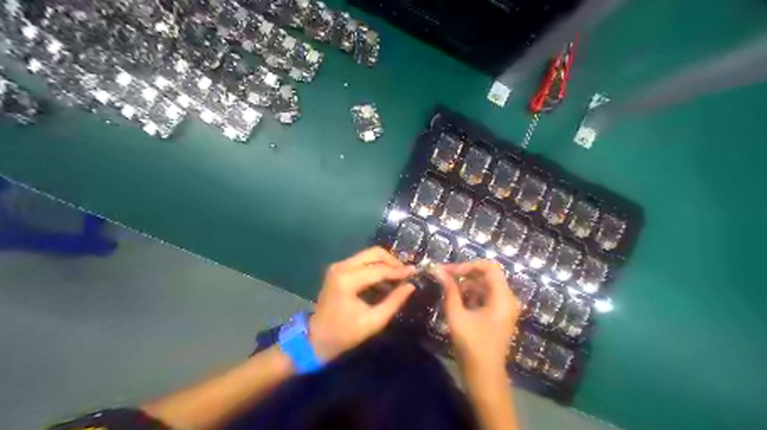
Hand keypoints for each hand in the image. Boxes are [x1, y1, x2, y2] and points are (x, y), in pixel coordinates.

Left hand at [308, 248, 416, 360]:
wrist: (316, 338)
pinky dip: (375, 267)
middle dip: (392, 261)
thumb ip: (394, 301)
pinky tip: (385, 280)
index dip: (398, 271)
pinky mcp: (338, 269)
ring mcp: (338, 266)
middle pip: (373, 253)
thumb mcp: (373, 321)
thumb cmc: (345, 333)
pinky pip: (362, 261)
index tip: (415, 272)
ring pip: (368, 255)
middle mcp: (341, 267)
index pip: (378, 270)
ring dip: (385, 263)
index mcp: (347, 280)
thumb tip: (411, 286)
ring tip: (398, 276)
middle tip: (406, 272)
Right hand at [434, 260, 517, 370]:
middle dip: (465, 273)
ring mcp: (504, 308)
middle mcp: (507, 299)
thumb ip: (449, 291)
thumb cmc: (472, 346)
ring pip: (485, 285)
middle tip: (444, 276)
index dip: (469, 265)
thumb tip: (438, 270)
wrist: (485, 377)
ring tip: (447, 289)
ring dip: (466, 284)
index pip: (490, 267)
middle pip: (487, 275)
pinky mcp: (499, 315)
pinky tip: (456, 300)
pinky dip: (471, 295)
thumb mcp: (457, 316)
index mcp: (502, 297)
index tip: (450, 272)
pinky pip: (485, 296)